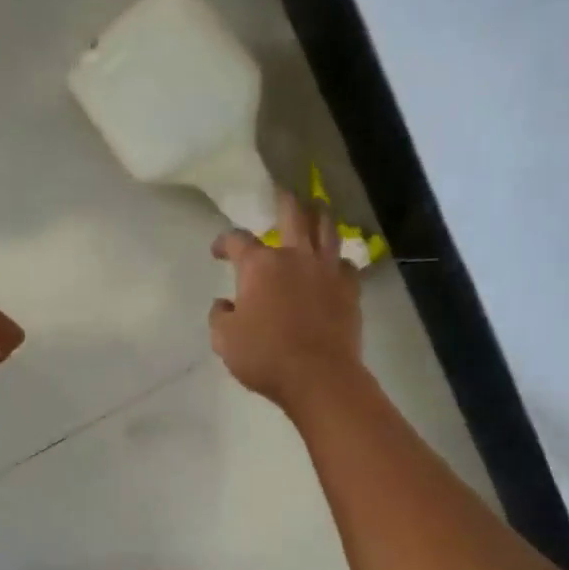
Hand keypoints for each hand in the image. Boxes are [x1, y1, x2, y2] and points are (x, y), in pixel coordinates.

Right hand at [210, 190, 361, 408]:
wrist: (318, 376)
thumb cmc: (265, 357)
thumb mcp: (225, 341)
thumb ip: (220, 317)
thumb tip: (224, 304)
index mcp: (260, 266)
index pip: (237, 240)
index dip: (224, 241)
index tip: (219, 251)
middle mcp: (295, 257)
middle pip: (292, 213)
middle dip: (283, 200)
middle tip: (280, 193)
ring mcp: (326, 270)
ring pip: (326, 228)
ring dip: (318, 215)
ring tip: (315, 210)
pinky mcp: (350, 289)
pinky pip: (345, 263)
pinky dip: (337, 259)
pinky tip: (334, 263)